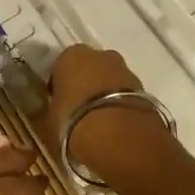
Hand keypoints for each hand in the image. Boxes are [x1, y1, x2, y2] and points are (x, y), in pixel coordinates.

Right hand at [46, 45, 176, 179]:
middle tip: (78, 112)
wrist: (122, 139)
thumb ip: (50, 110)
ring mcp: (126, 70)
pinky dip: (120, 107)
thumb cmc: (74, 122)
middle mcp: (100, 55)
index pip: (60, 67)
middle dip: (85, 85)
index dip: (59, 86)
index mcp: (71, 55)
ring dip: (105, 95)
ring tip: (99, 123)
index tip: (58, 105)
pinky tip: (115, 127)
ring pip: (110, 81)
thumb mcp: (48, 120)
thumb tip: (51, 112)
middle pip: (89, 69)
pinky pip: (126, 96)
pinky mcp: (146, 90)